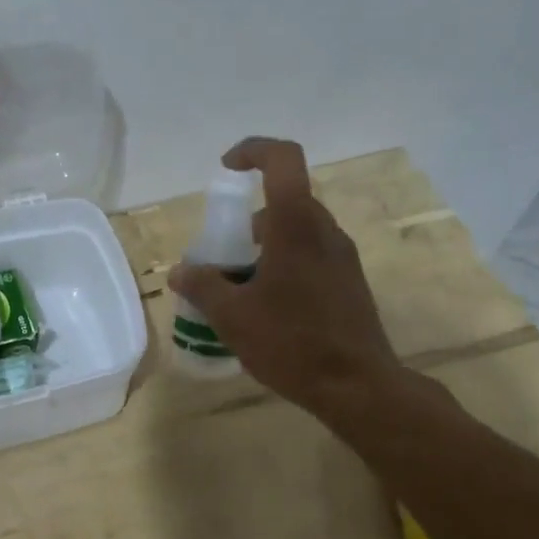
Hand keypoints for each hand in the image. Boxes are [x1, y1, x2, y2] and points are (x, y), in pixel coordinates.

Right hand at [168, 137, 458, 445]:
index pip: (283, 159)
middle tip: (223, 254)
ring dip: (266, 246)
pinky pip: (312, 255)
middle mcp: (325, 231)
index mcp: (296, 226)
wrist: (359, 387)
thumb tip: (179, 271)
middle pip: (285, 201)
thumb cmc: (292, 343)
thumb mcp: (232, 317)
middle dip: (248, 219)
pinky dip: (284, 264)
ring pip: (298, 231)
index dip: (253, 150)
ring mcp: (343, 257)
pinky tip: (268, 308)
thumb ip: (202, 287)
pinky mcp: (350, 282)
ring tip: (240, 287)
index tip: (226, 169)